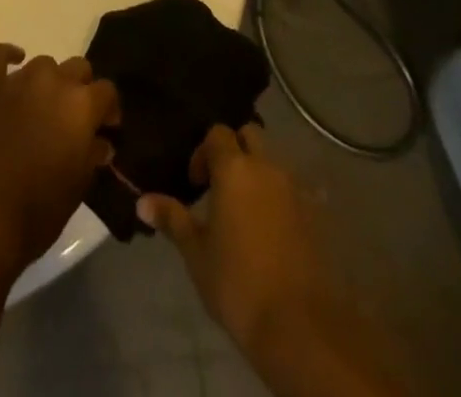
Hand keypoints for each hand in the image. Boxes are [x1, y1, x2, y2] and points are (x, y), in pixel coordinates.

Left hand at [0, 44, 119, 275]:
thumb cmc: (39, 210)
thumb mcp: (79, 186)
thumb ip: (92, 154)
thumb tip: (101, 141)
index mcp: (81, 105)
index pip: (107, 90)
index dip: (109, 109)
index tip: (106, 128)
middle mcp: (53, 82)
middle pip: (78, 68)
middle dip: (81, 90)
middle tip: (74, 119)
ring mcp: (19, 81)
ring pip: (44, 64)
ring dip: (50, 81)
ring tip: (44, 107)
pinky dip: (8, 55)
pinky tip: (15, 62)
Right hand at [137, 125, 336, 359]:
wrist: (301, 327)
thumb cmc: (238, 284)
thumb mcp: (197, 253)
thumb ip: (172, 219)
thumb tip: (142, 201)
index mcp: (235, 168)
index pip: (217, 133)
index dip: (203, 152)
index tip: (196, 184)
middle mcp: (267, 167)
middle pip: (250, 135)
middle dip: (235, 150)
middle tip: (221, 186)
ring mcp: (297, 189)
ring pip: (274, 162)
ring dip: (259, 174)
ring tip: (246, 211)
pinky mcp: (318, 214)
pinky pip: (296, 190)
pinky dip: (282, 198)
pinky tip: (274, 230)